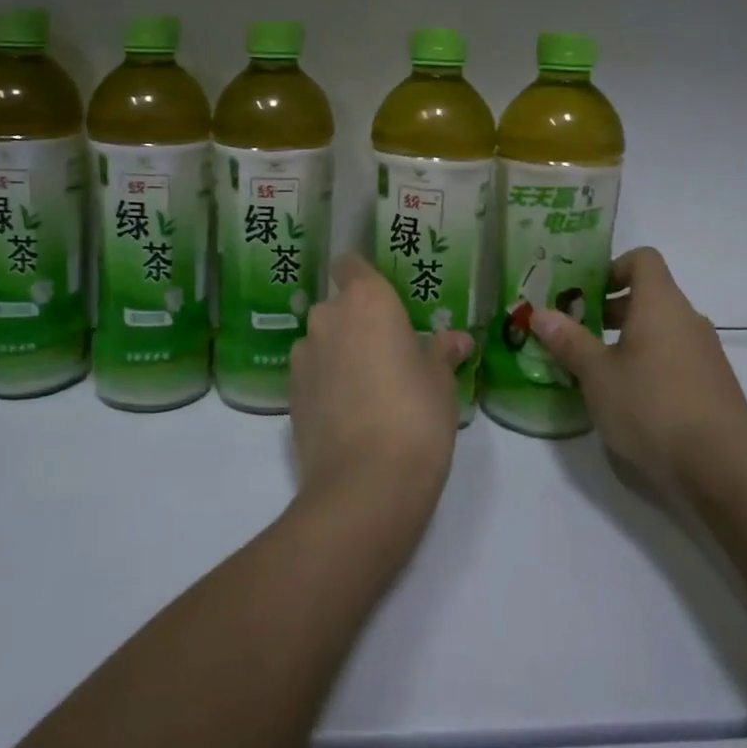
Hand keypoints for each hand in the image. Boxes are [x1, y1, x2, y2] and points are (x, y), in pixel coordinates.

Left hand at [289, 255, 472, 521]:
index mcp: (367, 300)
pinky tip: (349, 414)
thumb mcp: (441, 381)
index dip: (362, 275)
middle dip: (357, 322)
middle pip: (338, 306)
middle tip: (388, 353)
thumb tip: (457, 340)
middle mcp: (328, 317)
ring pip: (323, 341)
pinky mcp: (289, 393)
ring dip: (340, 353)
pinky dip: (326, 383)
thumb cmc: (416, 414)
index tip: (381, 298)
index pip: (351, 264)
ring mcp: (303, 355)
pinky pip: (312, 373)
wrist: (366, 483)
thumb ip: (442, 352)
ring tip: (368, 389)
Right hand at [529, 247, 746, 504]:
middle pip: (649, 296)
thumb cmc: (651, 405)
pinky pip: (675, 358)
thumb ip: (568, 340)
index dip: (612, 267)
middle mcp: (687, 319)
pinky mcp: (713, 385)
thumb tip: (540, 313)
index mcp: (660, 303)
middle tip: (576, 332)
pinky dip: (649, 364)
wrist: (723, 467)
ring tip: (596, 370)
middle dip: (610, 310)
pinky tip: (629, 399)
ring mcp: (705, 353)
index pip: (642, 259)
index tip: (585, 293)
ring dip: (628, 340)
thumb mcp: (597, 373)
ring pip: (661, 330)